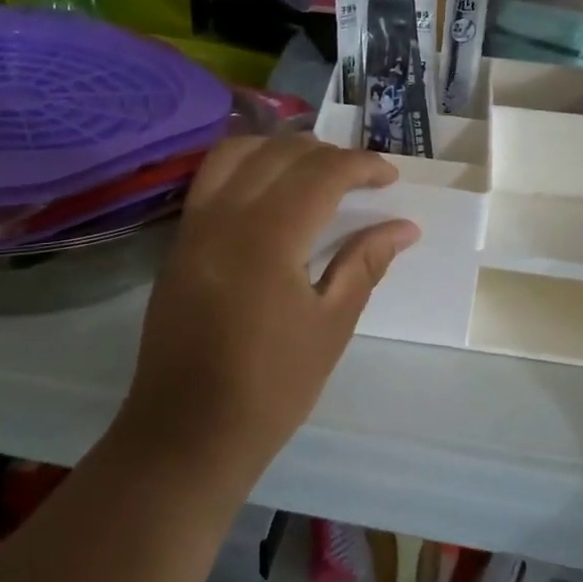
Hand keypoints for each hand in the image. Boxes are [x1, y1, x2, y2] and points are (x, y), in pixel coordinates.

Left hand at [119, 135, 419, 489]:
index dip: (362, 165)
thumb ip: (365, 264)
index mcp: (268, 238)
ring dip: (280, 149)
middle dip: (326, 153)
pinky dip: (245, 164)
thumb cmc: (271, 388)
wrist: (187, 432)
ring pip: (236, 153)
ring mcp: (194, 226)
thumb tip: (404, 227)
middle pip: (280, 153)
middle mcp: (225, 216)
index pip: (321, 173)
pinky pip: (211, 179)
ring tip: (312, 170)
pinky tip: (268, 189)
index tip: (390, 178)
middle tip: (359, 177)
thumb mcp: (331, 326)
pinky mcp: (178, 242)